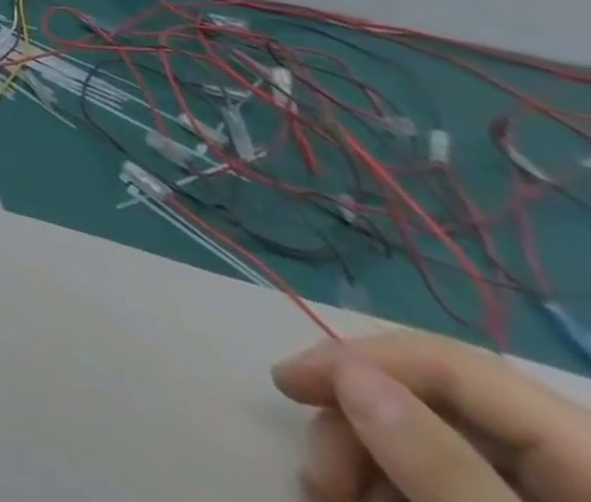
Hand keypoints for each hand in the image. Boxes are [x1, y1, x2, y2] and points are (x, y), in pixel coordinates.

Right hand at [272, 333, 590, 501]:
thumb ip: (450, 474)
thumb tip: (350, 378)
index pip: (457, 366)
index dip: (363, 359)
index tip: (287, 383)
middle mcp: (581, 468)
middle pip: (439, 404)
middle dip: (359, 426)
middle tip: (314, 477)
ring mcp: (558, 501)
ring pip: (431, 441)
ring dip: (366, 461)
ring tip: (327, 497)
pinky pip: (448, 485)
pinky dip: (393, 490)